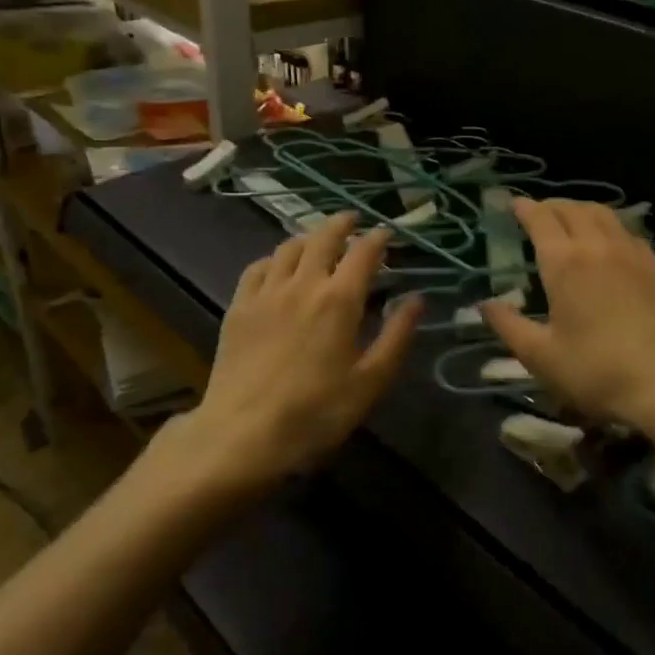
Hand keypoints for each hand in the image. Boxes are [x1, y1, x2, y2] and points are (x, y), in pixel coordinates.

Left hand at [164, 213, 421, 490]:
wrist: (242, 434)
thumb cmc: (316, 412)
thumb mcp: (370, 381)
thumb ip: (397, 336)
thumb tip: (416, 298)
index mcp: (339, 299)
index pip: (363, 252)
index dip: (378, 238)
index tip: (387, 234)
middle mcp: (303, 284)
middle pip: (323, 237)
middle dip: (342, 223)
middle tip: (353, 220)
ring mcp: (266, 293)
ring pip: (289, 247)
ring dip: (309, 236)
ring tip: (319, 239)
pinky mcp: (239, 307)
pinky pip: (257, 267)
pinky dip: (275, 257)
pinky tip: (278, 265)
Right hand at [481, 199, 654, 442]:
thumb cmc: (595, 371)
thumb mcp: (540, 356)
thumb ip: (509, 326)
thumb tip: (485, 304)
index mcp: (564, 262)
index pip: (540, 218)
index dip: (524, 208)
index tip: (512, 204)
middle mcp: (597, 246)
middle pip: (572, 209)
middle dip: (550, 206)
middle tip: (536, 214)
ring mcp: (630, 253)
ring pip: (603, 213)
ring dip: (580, 209)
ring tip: (569, 220)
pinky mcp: (654, 267)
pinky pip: (626, 230)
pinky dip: (609, 225)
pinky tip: (608, 241)